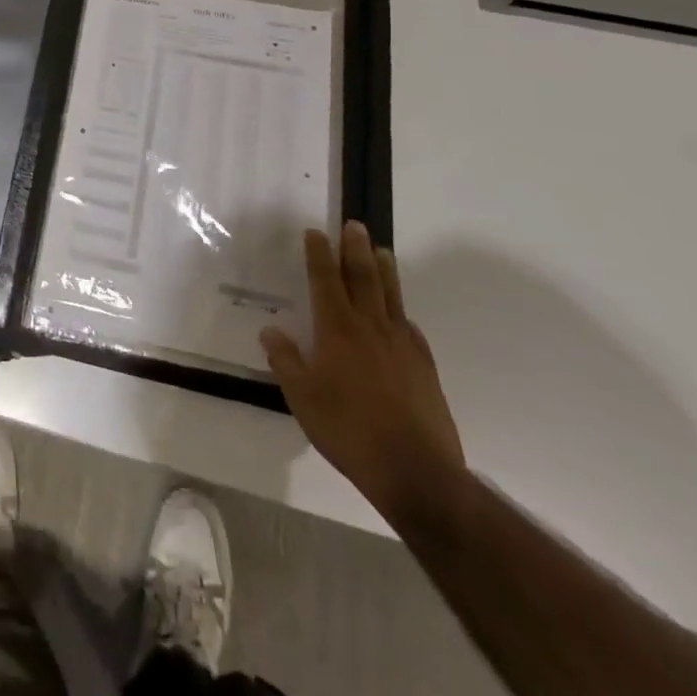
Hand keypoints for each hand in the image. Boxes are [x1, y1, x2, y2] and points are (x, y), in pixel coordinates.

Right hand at [260, 222, 463, 524]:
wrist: (416, 471)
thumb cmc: (349, 431)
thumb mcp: (302, 398)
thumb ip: (286, 360)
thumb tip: (271, 330)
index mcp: (337, 330)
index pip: (325, 280)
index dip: (319, 254)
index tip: (315, 232)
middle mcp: (370, 327)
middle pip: (363, 278)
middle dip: (355, 249)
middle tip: (355, 225)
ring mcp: (402, 346)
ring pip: (392, 297)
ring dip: (384, 270)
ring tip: (382, 250)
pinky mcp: (424, 368)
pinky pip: (411, 328)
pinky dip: (403, 313)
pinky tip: (402, 316)